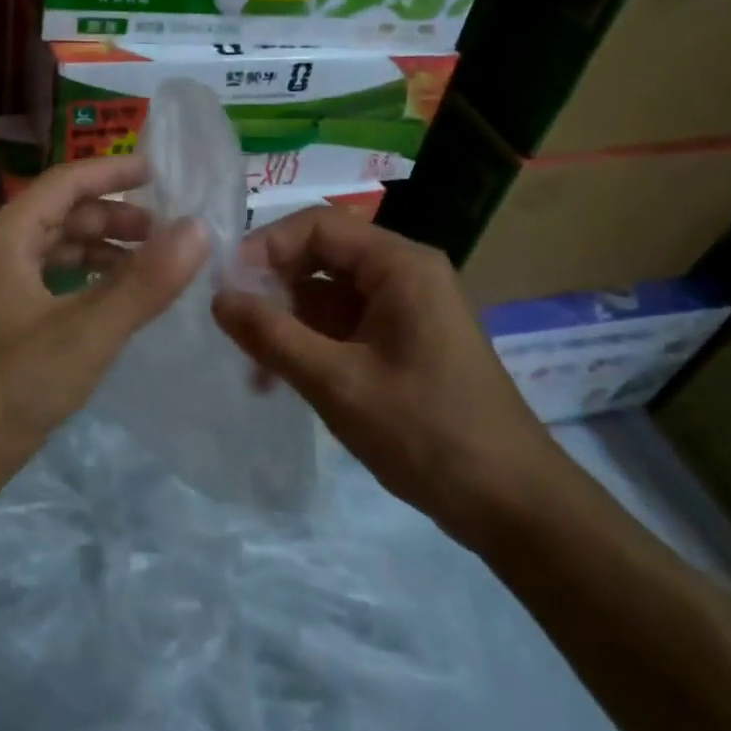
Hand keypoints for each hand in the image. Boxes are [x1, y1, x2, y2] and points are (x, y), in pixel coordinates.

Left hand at [0, 157, 207, 528]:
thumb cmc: (8, 389)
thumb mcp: (86, 334)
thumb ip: (144, 281)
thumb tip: (199, 228)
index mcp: (4, 237)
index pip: (64, 182)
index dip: (112, 172)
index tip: (158, 172)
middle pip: (58, 215)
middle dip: (112, 218)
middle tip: (163, 233)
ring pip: (50, 251)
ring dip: (97, 251)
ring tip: (145, 267)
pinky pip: (41, 283)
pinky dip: (79, 282)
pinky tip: (106, 304)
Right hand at [211, 209, 564, 547]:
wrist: (512, 505)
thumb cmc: (427, 434)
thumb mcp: (338, 383)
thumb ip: (272, 336)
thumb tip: (217, 297)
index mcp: (400, 265)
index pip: (319, 225)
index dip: (266, 246)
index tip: (226, 285)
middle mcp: (404, 274)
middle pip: (321, 256)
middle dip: (273, 286)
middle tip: (231, 324)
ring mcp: (404, 310)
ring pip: (327, 294)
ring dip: (286, 320)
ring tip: (250, 365)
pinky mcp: (401, 343)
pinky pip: (342, 325)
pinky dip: (309, 343)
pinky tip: (278, 378)